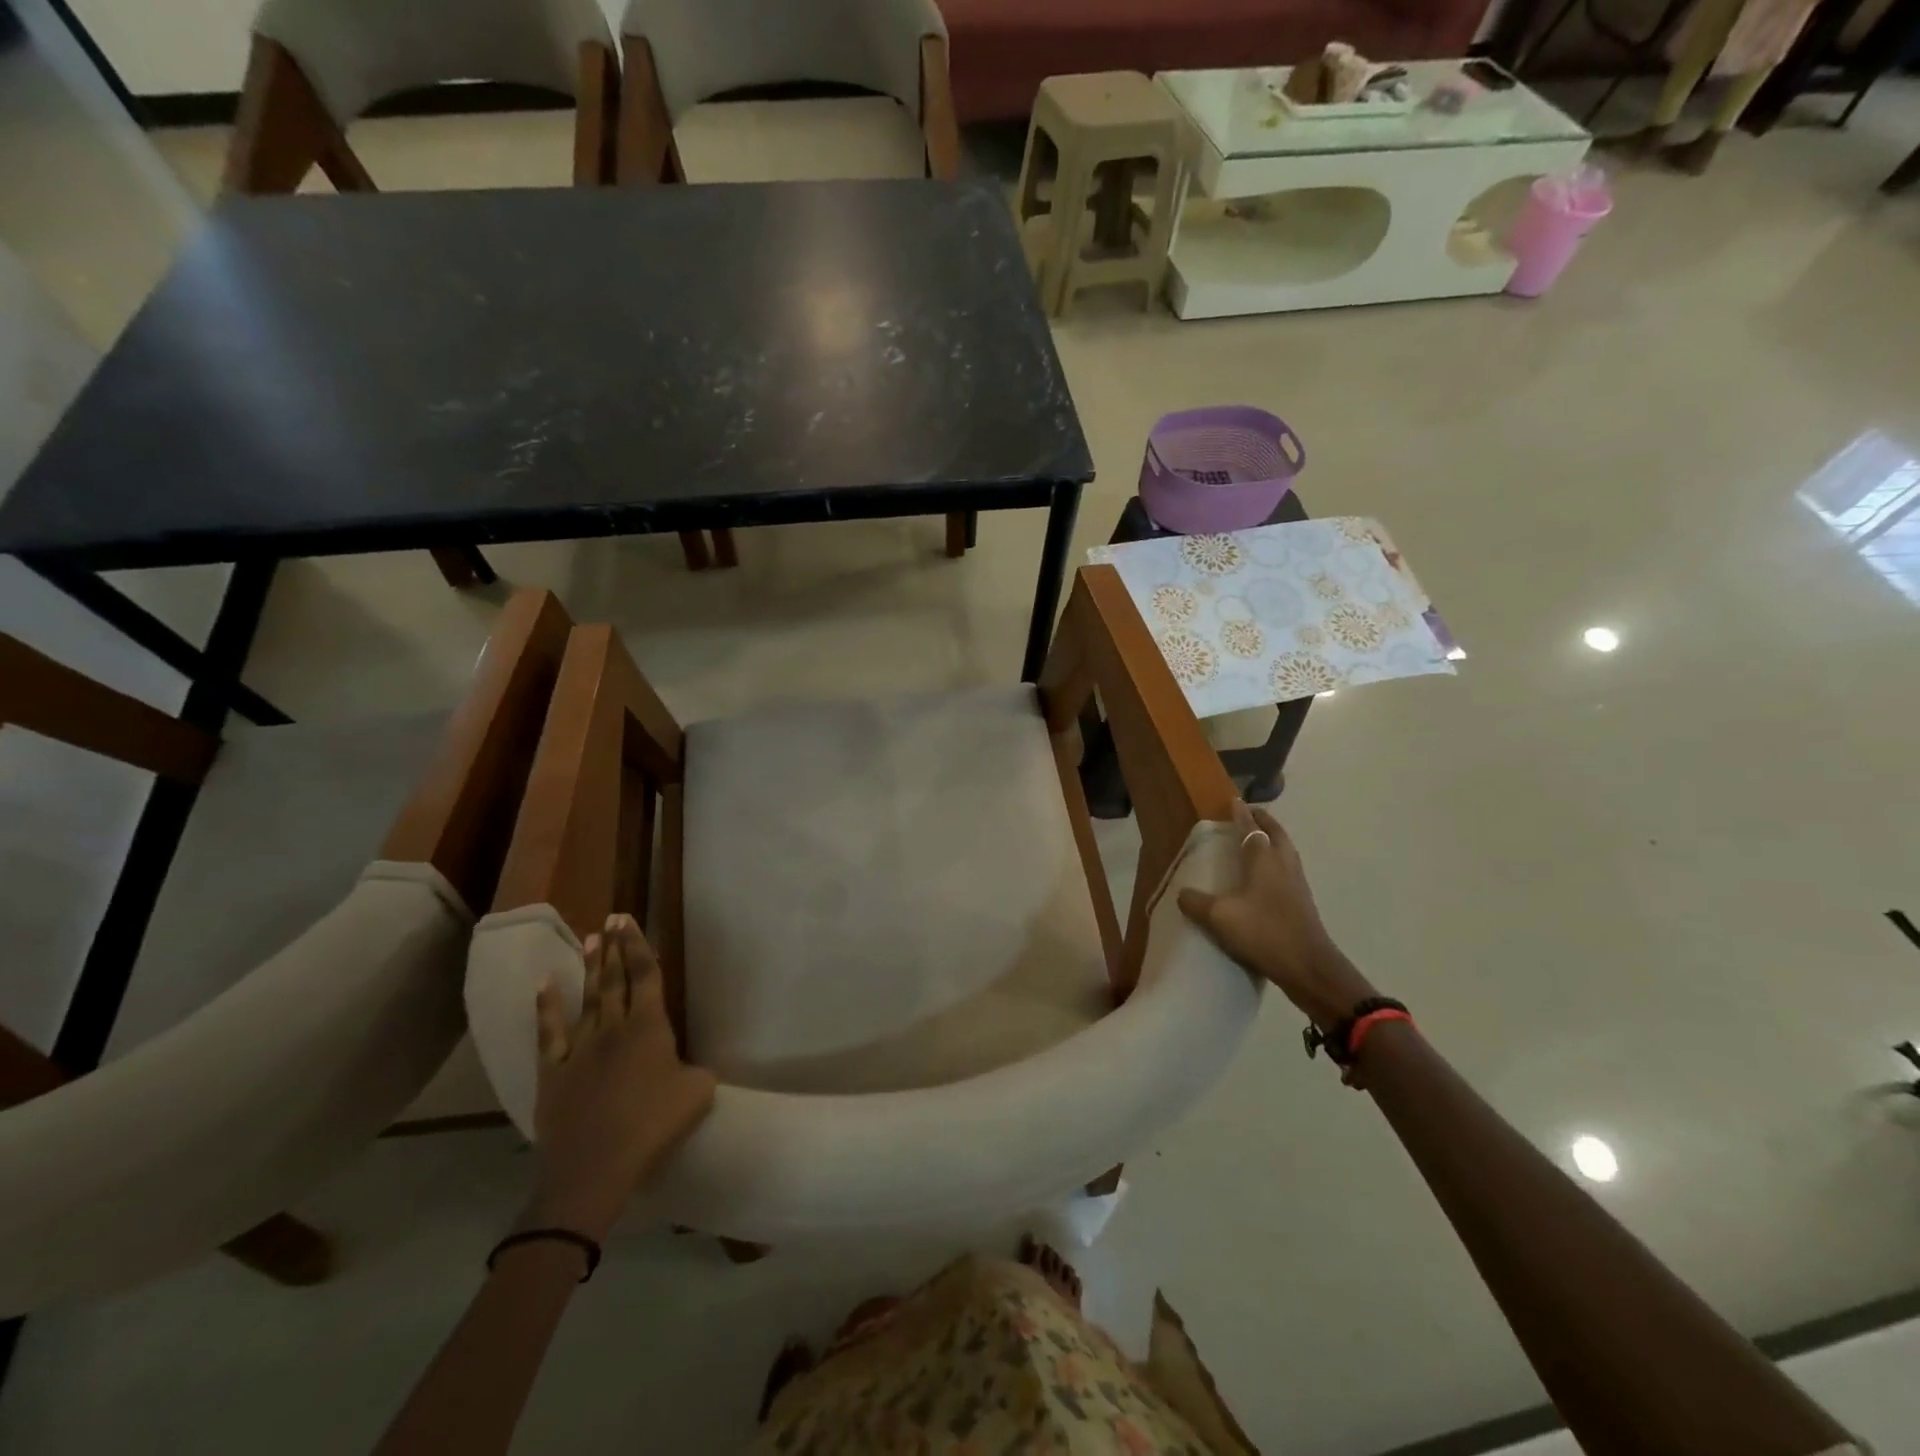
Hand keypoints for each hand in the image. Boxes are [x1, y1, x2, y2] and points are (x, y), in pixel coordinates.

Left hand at [523, 914, 715, 1241]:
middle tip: (613, 919)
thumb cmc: (653, 1126)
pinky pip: (549, 1033)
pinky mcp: (553, 1072)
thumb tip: (688, 1067)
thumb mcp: (697, 1093)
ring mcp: (580, 1048)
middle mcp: (614, 1028)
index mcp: (650, 1028)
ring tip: (591, 938)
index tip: (630, 921)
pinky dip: (546, 1007)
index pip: (647, 976)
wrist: (594, 1166)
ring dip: (590, 968)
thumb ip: (696, 1070)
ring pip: (587, 999)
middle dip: (616, 948)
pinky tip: (545, 984)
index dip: (639, 946)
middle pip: (616, 980)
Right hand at [1177, 801, 1375, 1030]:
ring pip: (1286, 851)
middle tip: (1250, 814)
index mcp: (1264, 860)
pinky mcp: (1302, 902)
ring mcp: (1297, 884)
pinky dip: (1277, 860)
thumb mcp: (1220, 918)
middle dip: (1263, 821)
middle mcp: (1283, 865)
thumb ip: (1197, 903)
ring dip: (1273, 839)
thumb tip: (1182, 894)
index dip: (1242, 815)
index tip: (1234, 801)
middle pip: (1276, 834)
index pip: (1251, 829)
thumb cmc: (1264, 933)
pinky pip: (1288, 869)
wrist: (1308, 967)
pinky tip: (1267, 876)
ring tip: (1258, 840)